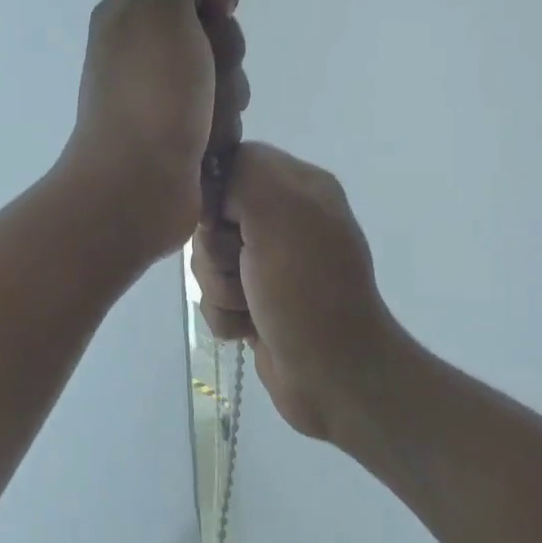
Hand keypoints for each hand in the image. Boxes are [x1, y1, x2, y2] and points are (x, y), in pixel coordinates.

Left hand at [60, 0, 246, 256]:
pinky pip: (224, 111)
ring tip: (206, 119)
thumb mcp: (154, 8)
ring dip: (228, 93)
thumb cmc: (149, 94)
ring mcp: (164, 93)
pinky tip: (208, 143)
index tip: (219, 9)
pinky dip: (223, 124)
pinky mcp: (183, 131)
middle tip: (206, 74)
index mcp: (131, 13)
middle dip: (226, 50)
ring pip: (226, 72)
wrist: (137, 186)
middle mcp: (145, 49)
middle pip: (216, 26)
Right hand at [192, 143, 397, 439]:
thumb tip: (215, 187)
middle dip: (216, 252)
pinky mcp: (257, 302)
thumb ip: (245, 173)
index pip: (229, 165)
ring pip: (206, 262)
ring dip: (221, 289)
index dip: (216, 196)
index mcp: (298, 186)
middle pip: (210, 218)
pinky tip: (252, 328)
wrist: (334, 377)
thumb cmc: (307, 290)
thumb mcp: (282, 211)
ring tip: (253, 306)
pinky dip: (227, 317)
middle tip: (247, 270)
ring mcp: (270, 264)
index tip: (225, 222)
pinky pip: (213, 298)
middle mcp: (285, 219)